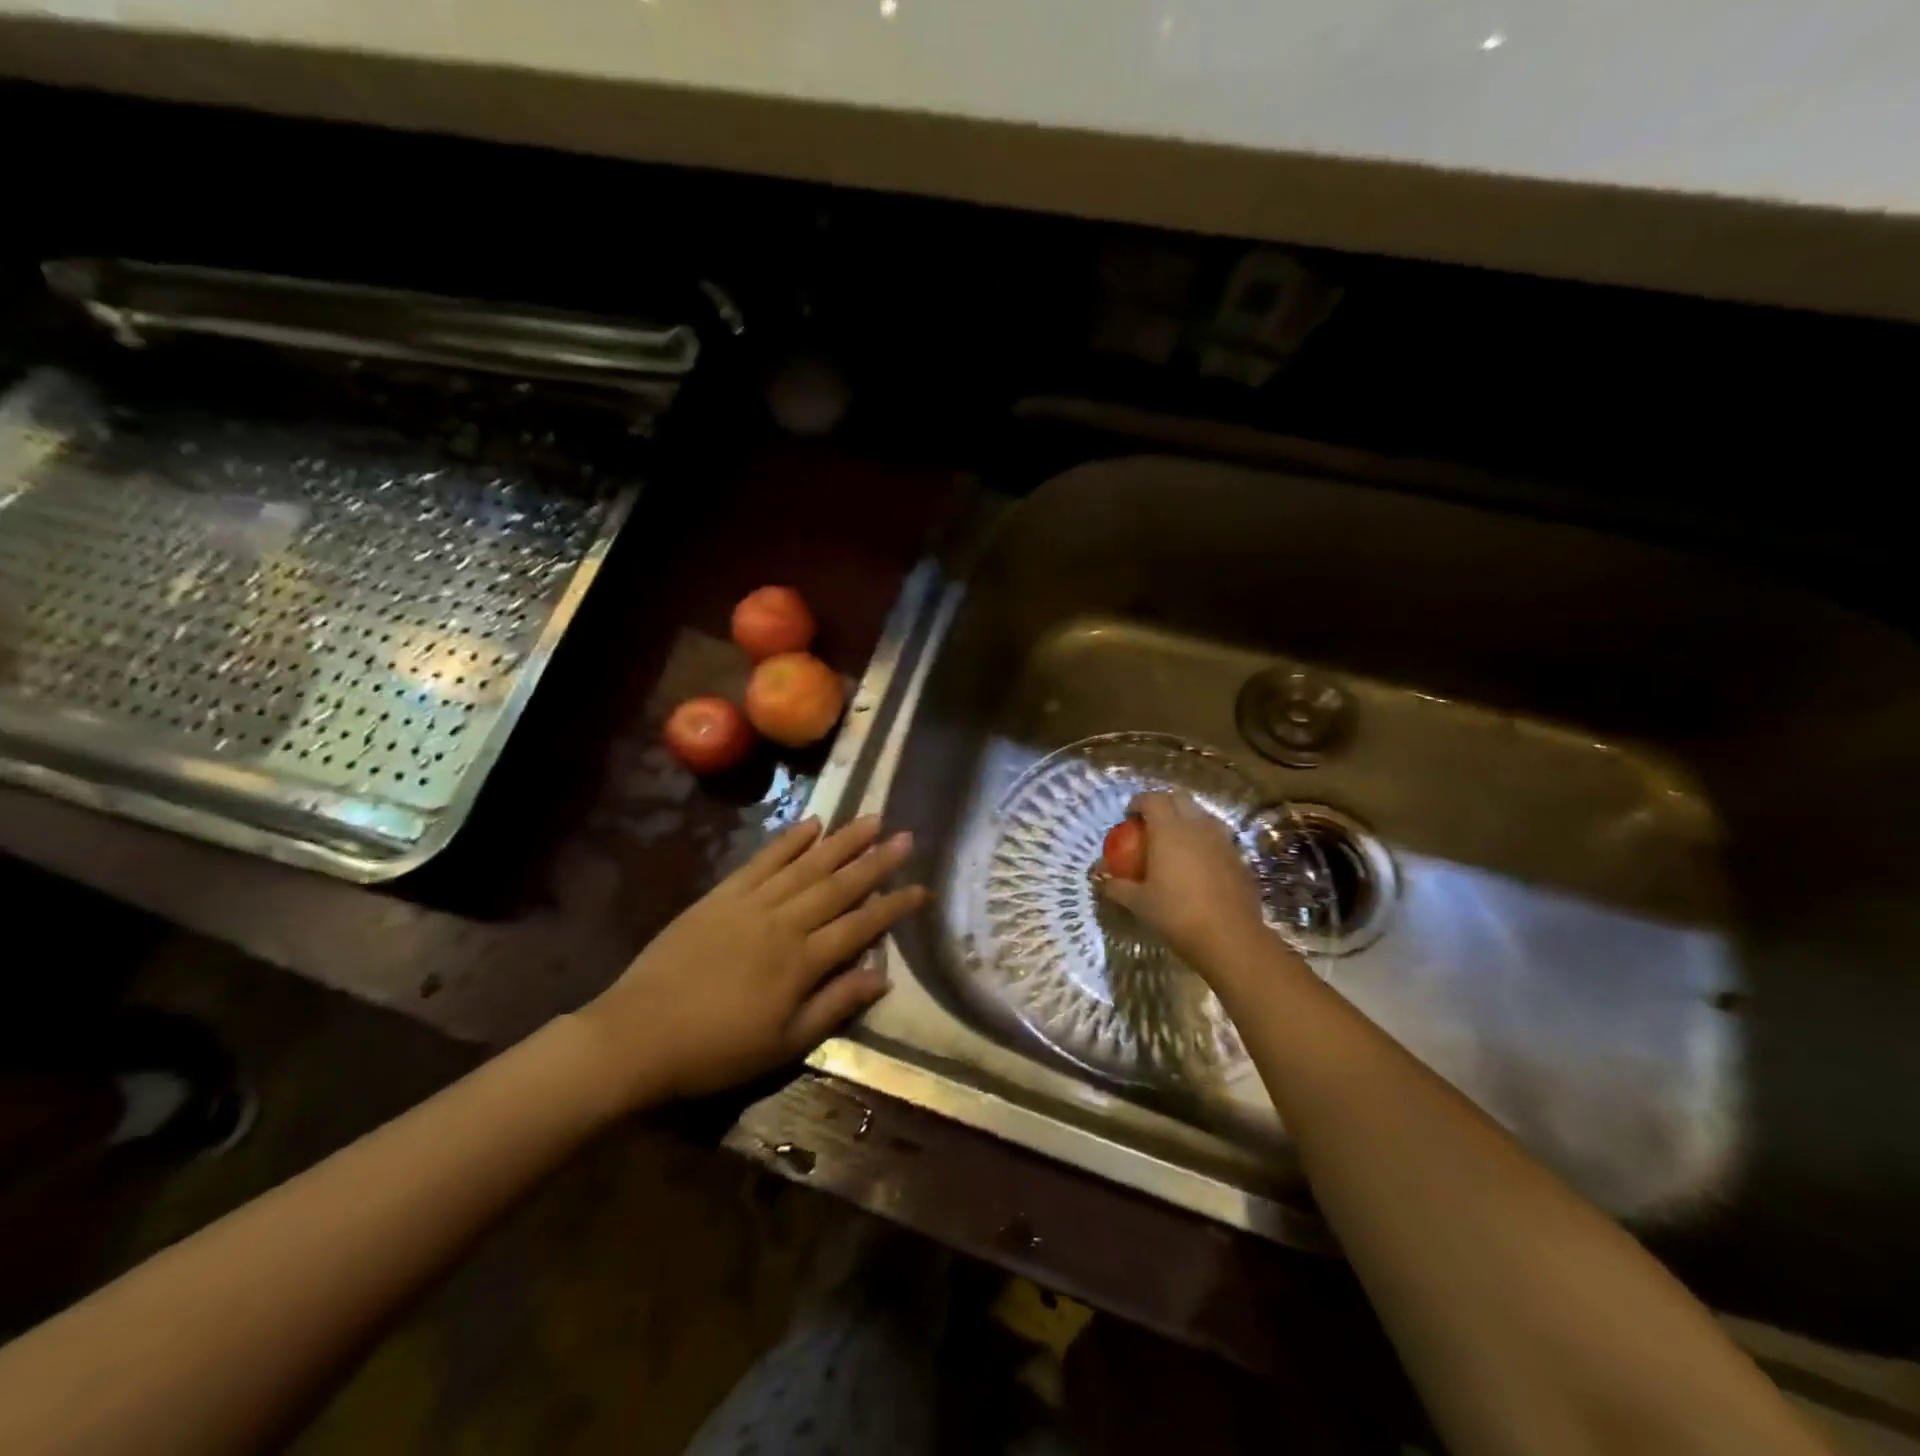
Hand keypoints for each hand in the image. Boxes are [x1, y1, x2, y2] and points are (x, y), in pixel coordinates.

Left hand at [572, 816, 926, 1109]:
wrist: (638, 1035)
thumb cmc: (716, 1050)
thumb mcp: (783, 1044)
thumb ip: (835, 1005)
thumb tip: (882, 975)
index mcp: (802, 962)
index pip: (861, 925)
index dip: (894, 906)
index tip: (922, 888)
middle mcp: (784, 923)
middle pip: (839, 886)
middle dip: (876, 861)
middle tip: (906, 836)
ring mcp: (752, 903)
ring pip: (807, 865)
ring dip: (842, 841)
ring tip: (871, 819)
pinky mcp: (722, 894)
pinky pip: (762, 861)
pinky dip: (788, 841)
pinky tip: (812, 824)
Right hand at [1097, 791, 1271, 975]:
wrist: (1230, 938)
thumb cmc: (1177, 915)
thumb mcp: (1139, 903)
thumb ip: (1117, 886)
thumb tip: (1099, 878)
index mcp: (1169, 830)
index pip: (1152, 799)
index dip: (1138, 802)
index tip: (1128, 816)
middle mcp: (1197, 826)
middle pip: (1179, 799)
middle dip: (1163, 804)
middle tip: (1150, 823)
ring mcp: (1222, 840)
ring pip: (1202, 815)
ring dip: (1186, 819)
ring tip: (1175, 840)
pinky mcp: (1239, 857)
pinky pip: (1218, 837)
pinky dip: (1204, 840)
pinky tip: (1198, 863)